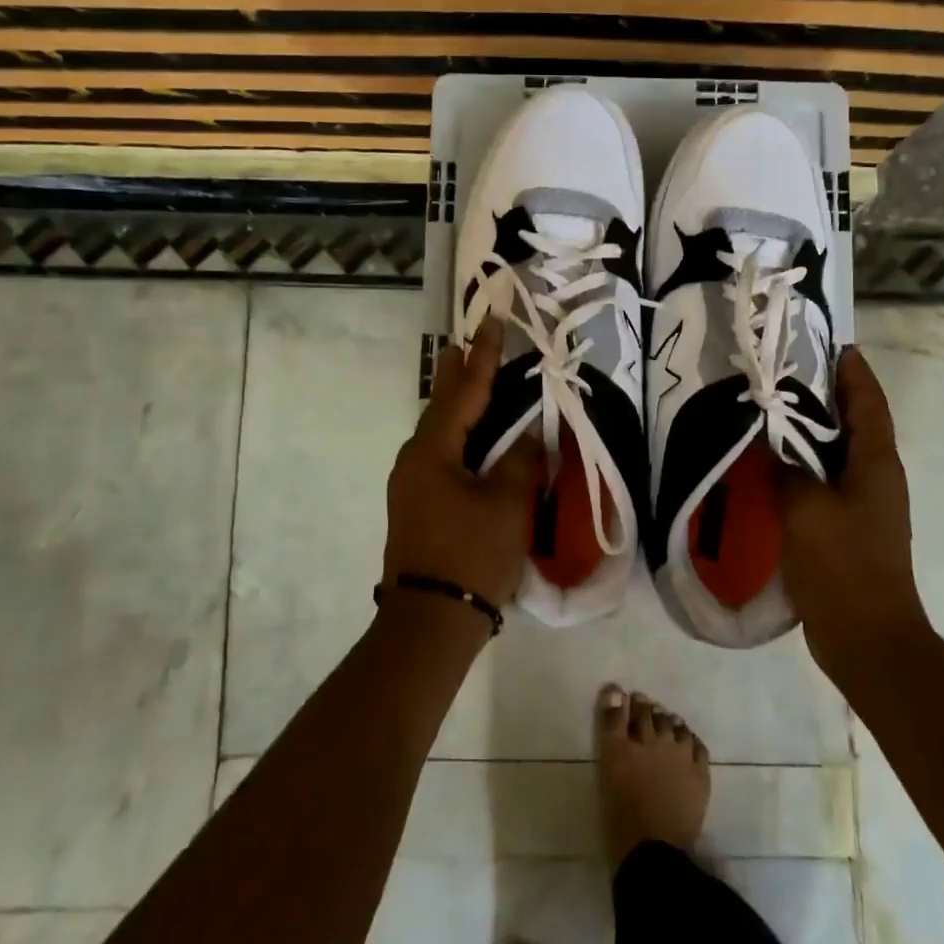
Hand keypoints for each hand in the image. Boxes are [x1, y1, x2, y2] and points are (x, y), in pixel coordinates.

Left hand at [382, 320, 541, 610]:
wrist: (429, 622)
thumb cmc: (470, 555)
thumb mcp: (507, 505)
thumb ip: (521, 461)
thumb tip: (531, 436)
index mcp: (432, 451)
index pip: (464, 391)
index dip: (483, 356)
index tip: (490, 321)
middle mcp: (415, 460)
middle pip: (444, 407)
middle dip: (461, 374)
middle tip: (471, 341)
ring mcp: (412, 484)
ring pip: (442, 433)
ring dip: (461, 406)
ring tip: (475, 379)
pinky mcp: (418, 506)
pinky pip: (443, 456)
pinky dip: (462, 437)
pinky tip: (475, 438)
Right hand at [781, 347, 928, 677]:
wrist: (867, 638)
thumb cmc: (842, 565)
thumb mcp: (806, 509)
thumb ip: (786, 471)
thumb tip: (770, 447)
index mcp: (876, 464)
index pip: (869, 403)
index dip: (854, 372)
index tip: (834, 345)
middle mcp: (877, 479)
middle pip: (856, 425)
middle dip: (829, 396)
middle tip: (788, 375)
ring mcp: (865, 507)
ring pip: (838, 456)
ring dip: (813, 433)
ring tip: (773, 415)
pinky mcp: (848, 531)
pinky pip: (825, 485)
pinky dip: (804, 468)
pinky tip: (772, 470)